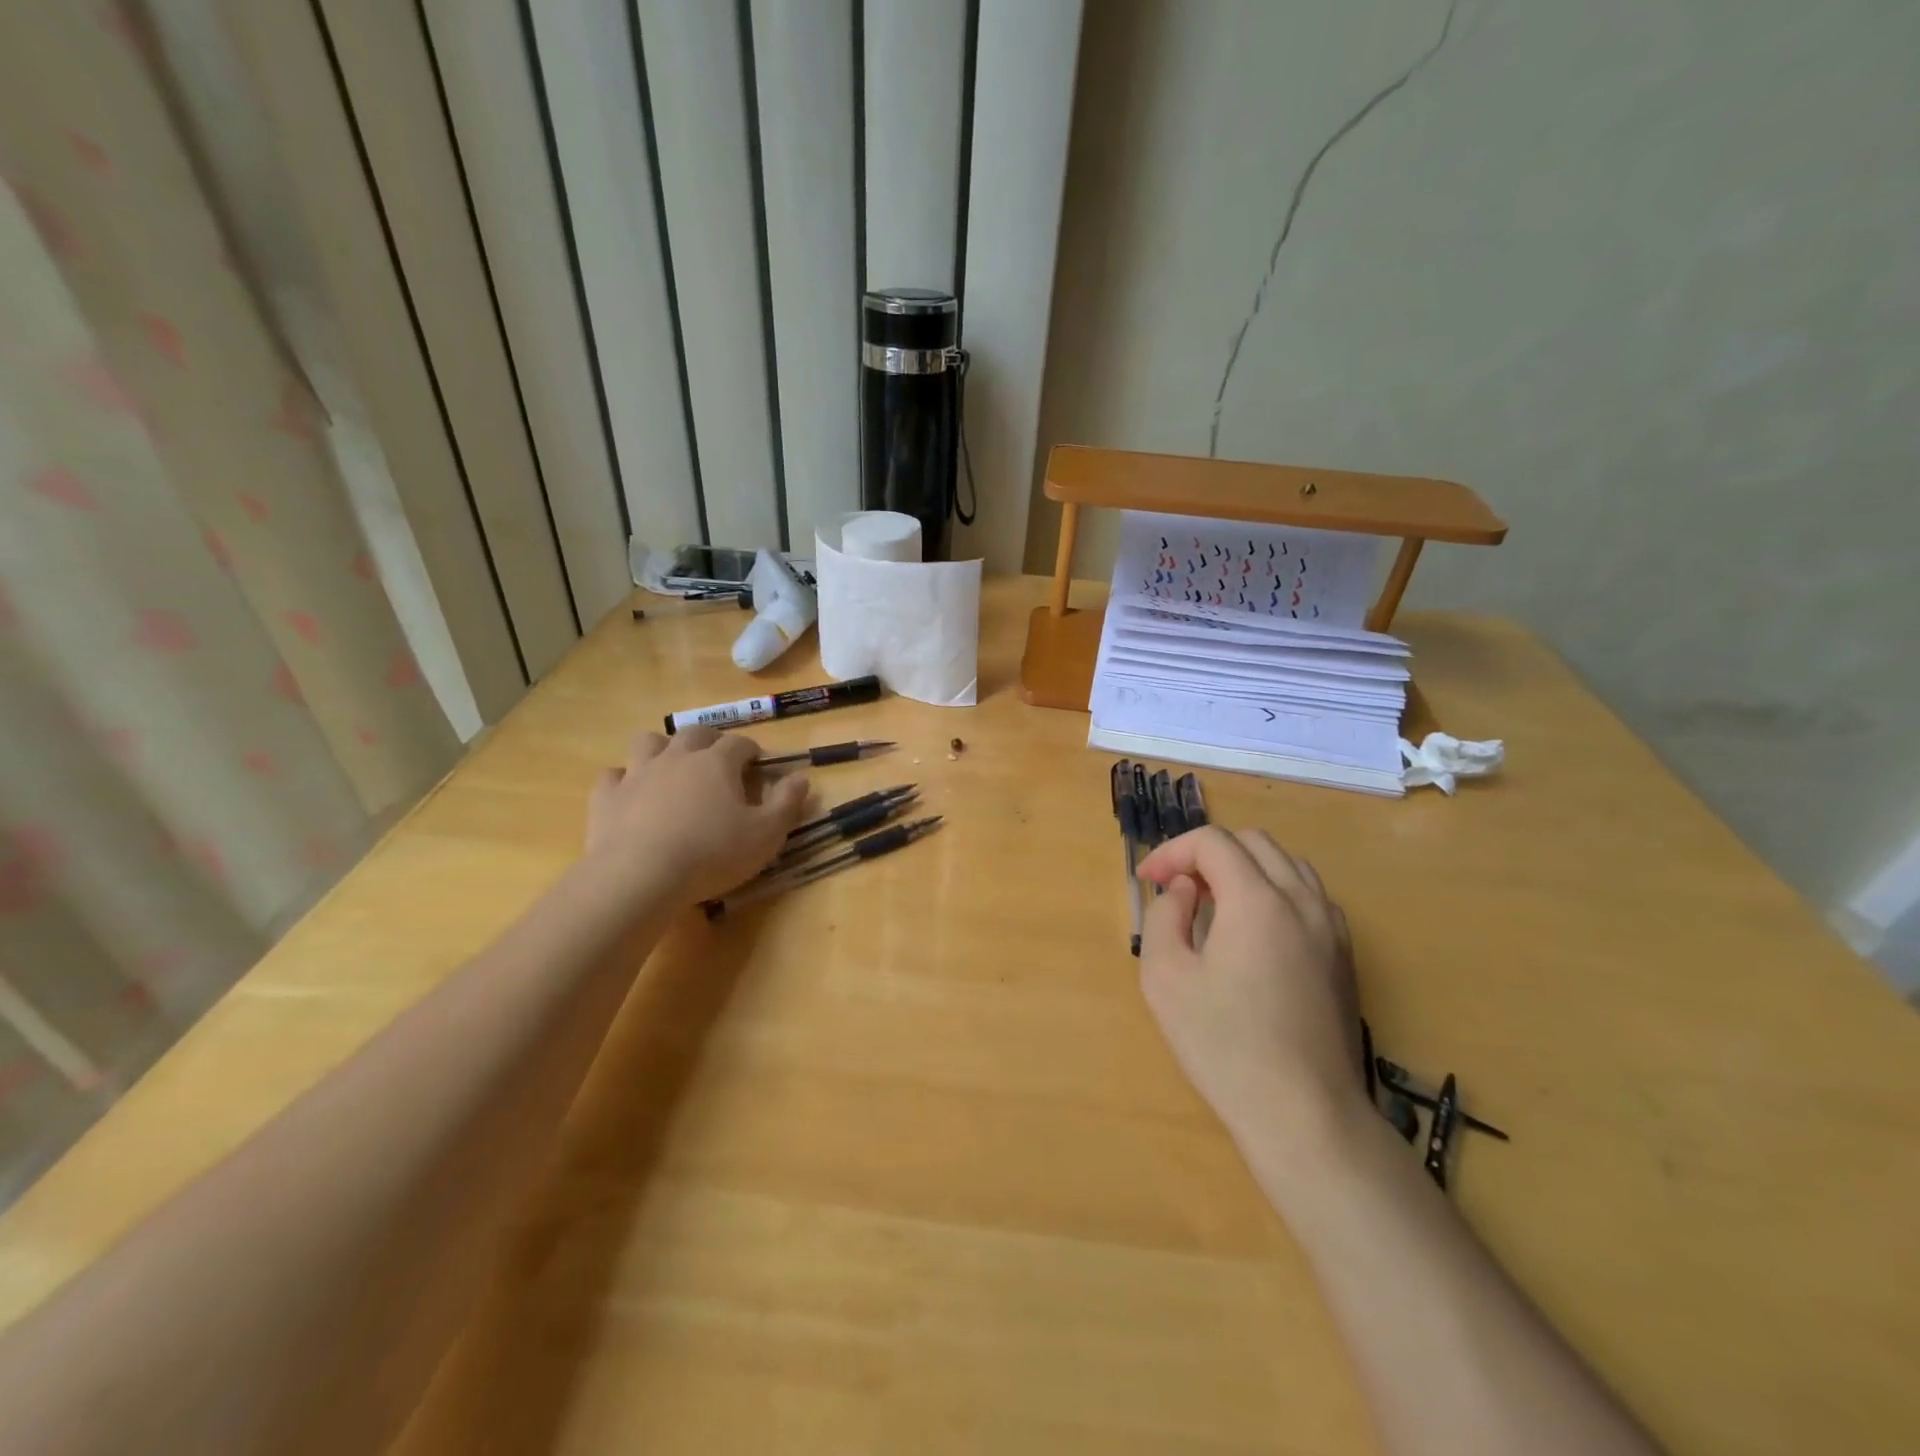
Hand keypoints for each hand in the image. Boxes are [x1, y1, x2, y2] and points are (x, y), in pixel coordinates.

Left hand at [585, 726, 810, 904]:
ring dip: (662, 748)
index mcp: (717, 763)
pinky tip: (630, 793)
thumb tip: (801, 777)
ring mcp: (638, 773)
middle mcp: (677, 757)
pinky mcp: (607, 796)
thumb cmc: (712, 854)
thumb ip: (787, 803)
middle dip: (710, 740)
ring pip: (649, 742)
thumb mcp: (766, 835)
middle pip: (695, 733)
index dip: (751, 750)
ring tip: (672, 767)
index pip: (739, 743)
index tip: (758, 764)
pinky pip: (613, 775)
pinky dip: (623, 779)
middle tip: (718, 760)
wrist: (640, 876)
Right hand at [1136, 826, 1365, 1156]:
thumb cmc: (1224, 1045)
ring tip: (1215, 904)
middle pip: (1253, 842)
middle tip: (1178, 890)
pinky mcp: (1344, 955)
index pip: (1212, 842)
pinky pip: (1310, 895)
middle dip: (1207, 854)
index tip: (1147, 881)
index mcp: (1257, 899)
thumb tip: (1184, 889)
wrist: (1305, 1114)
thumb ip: (1165, 916)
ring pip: (1287, 864)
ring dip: (1244, 868)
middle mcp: (1302, 900)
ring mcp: (1332, 928)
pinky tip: (1255, 931)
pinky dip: (1276, 890)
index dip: (1172, 851)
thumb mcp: (1165, 977)